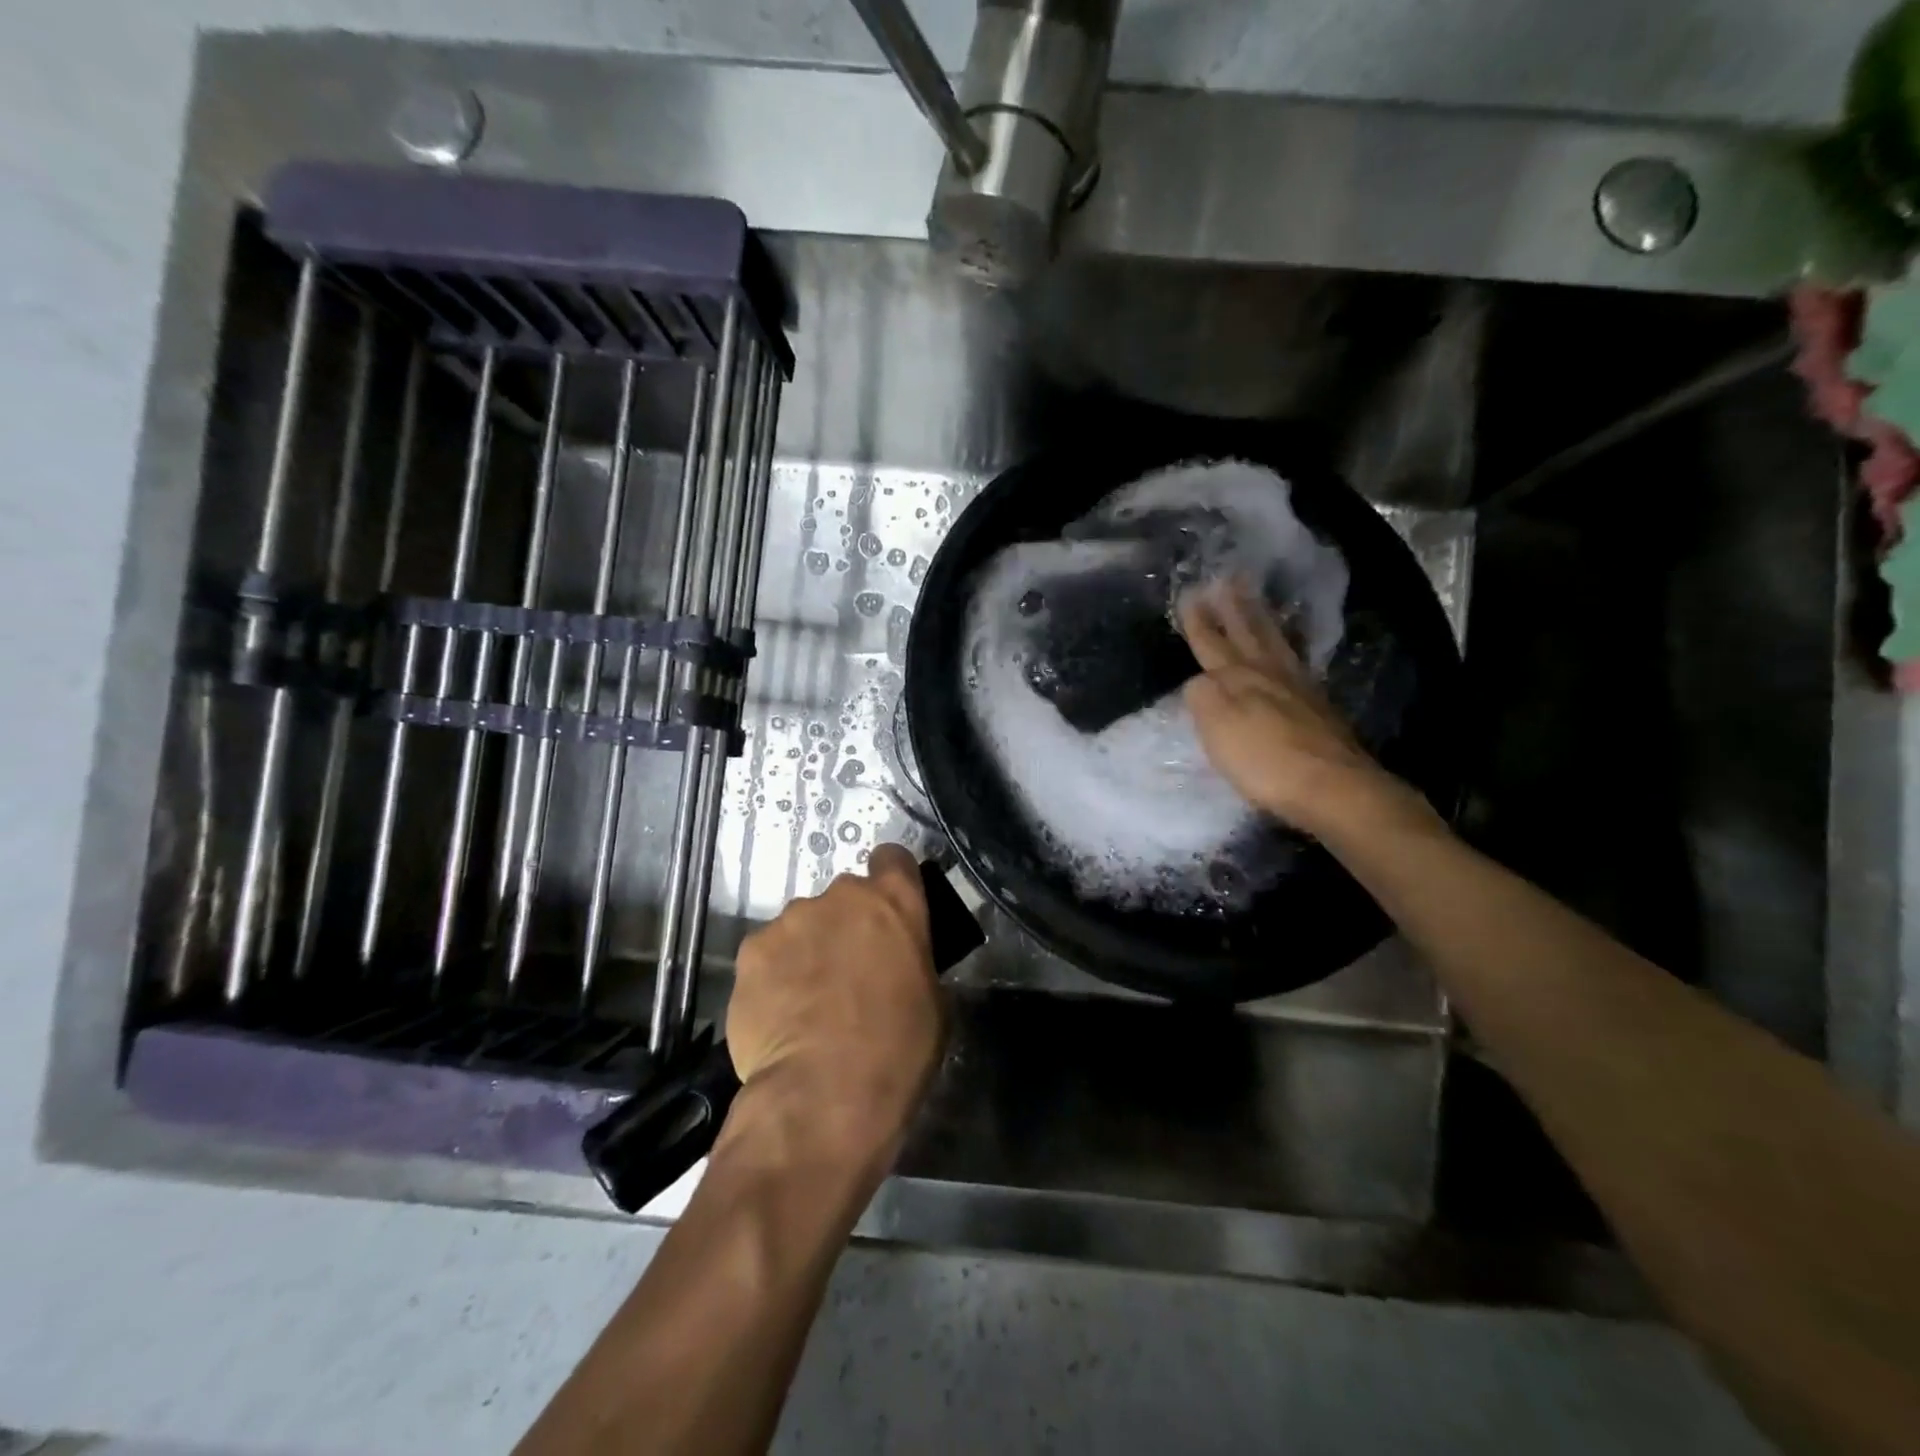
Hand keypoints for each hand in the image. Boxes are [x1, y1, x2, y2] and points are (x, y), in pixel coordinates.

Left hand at [725, 844, 944, 1167]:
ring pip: (802, 925)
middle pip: (844, 897)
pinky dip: (774, 976)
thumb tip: (897, 964)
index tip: (889, 912)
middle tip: (849, 972)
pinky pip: (767, 955)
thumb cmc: (898, 1049)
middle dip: (847, 925)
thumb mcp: (934, 1002)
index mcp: (894, 901)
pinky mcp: (750, 951)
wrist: (824, 1095)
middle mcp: (840, 896)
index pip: (894, 859)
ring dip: (808, 950)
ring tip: (807, 1002)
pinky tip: (778, 1016)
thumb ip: (912, 962)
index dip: (892, 880)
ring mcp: (790, 920)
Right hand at [1178, 577, 1396, 833]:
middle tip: (1230, 577)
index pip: (1211, 643)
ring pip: (1275, 643)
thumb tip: (1199, 681)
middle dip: (1235, 606)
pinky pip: (1296, 661)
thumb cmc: (1264, 760)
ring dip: (1262, 619)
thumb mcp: (1217, 729)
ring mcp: (1299, 688)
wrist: (1331, 787)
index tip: (1190, 592)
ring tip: (1257, 600)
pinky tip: (1287, 649)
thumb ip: (1203, 698)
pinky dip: (1287, 646)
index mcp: (1238, 679)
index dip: (1199, 621)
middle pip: (1249, 632)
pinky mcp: (1319, 707)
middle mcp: (1269, 674)